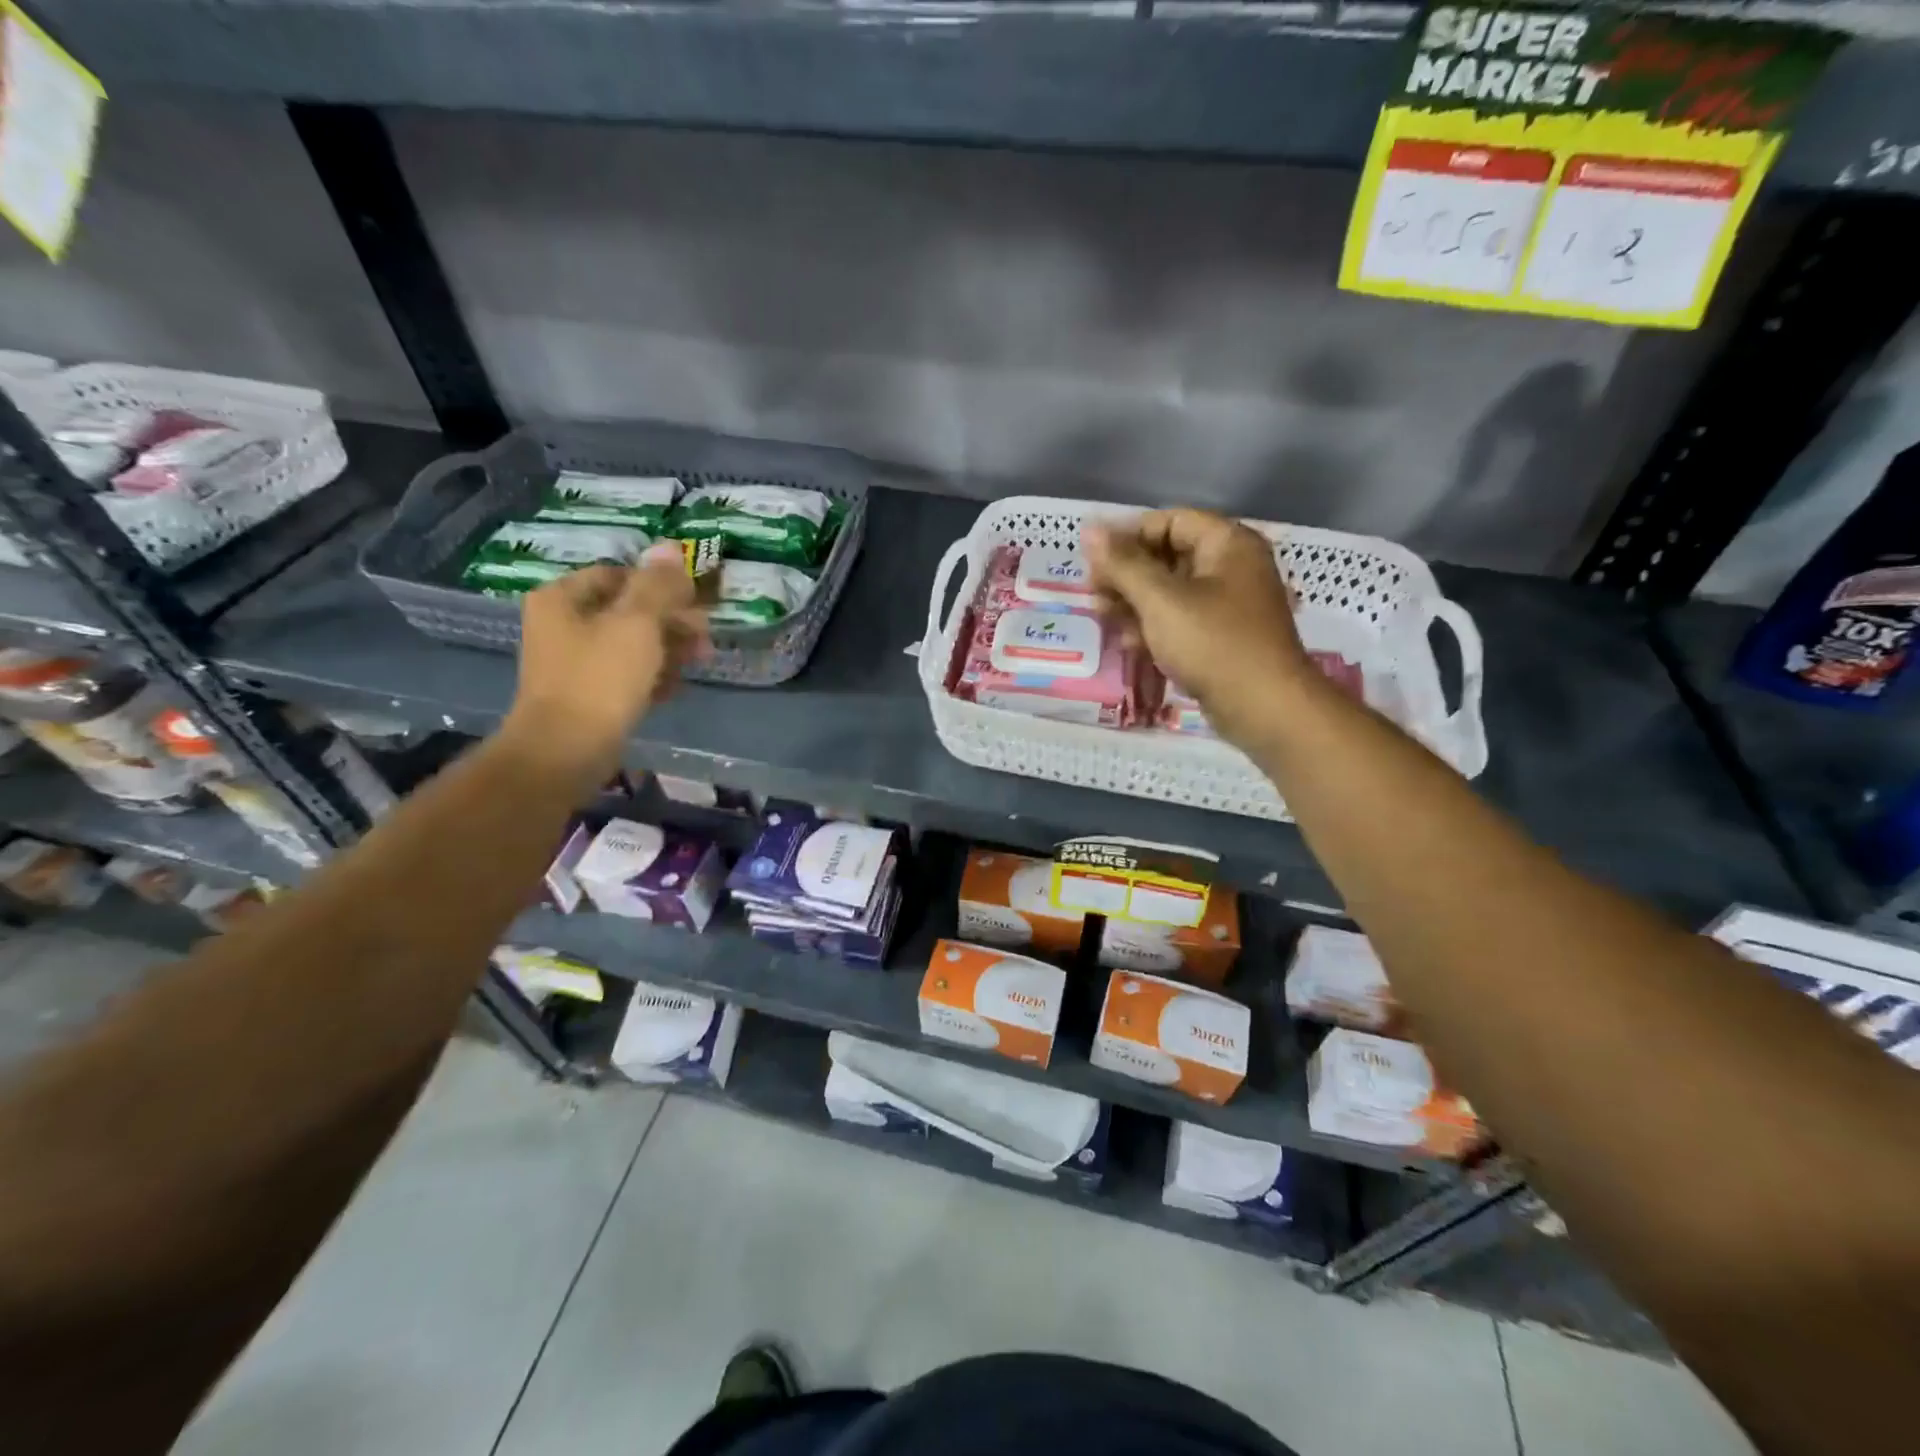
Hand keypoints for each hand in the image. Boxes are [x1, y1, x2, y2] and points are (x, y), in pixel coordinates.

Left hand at [502, 545, 708, 783]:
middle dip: (671, 622)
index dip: (660, 585)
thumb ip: (657, 585)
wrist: (566, 751)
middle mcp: (562, 624)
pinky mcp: (586, 695)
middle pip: (627, 611)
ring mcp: (572, 662)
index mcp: (563, 598)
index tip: (695, 603)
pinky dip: (651, 677)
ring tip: (698, 663)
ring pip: (630, 644)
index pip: (619, 575)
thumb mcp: (636, 624)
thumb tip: (669, 547)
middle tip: (705, 638)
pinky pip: (625, 675)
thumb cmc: (600, 679)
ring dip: (668, 650)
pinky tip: (674, 689)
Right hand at [1085, 509, 1318, 745]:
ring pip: (1171, 591)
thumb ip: (1123, 564)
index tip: (1094, 563)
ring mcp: (1229, 605)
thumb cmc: (1213, 643)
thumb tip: (1089, 530)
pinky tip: (1129, 644)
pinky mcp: (1223, 638)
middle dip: (1127, 574)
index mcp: (1228, 543)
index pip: (1169, 521)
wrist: (1265, 708)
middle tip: (1093, 595)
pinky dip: (1154, 627)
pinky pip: (1181, 620)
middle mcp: (1232, 567)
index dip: (1128, 537)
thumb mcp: (1160, 600)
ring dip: (1134, 603)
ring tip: (1104, 620)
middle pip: (1168, 555)